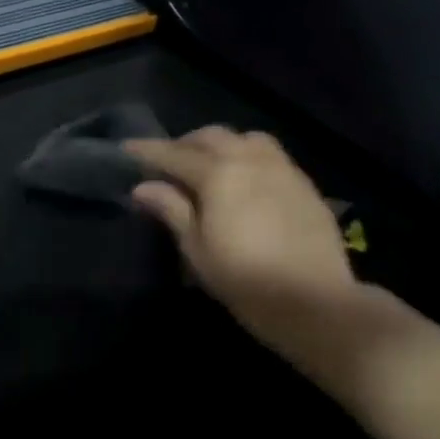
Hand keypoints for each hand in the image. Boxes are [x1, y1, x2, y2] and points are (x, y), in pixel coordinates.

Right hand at [127, 128, 360, 359]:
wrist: (314, 301)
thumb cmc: (244, 279)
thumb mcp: (197, 249)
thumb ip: (172, 210)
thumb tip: (143, 187)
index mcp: (219, 173)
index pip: (173, 154)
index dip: (147, 151)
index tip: (125, 148)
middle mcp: (250, 159)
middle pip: (211, 137)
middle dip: (184, 144)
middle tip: (167, 163)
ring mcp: (282, 168)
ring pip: (245, 139)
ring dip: (221, 145)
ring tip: (209, 167)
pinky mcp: (303, 184)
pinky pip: (270, 155)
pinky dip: (247, 156)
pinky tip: (244, 181)